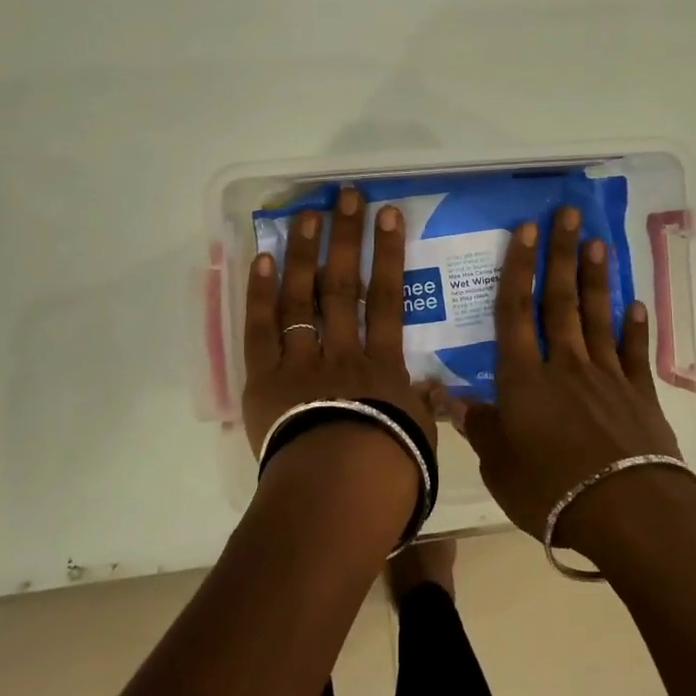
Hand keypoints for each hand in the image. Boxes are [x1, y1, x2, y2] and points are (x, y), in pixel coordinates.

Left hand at [241, 186, 436, 460]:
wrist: (338, 497)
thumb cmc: (388, 473)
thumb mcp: (420, 438)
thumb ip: (423, 407)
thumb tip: (434, 389)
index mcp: (382, 366)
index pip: (387, 298)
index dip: (388, 254)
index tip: (388, 215)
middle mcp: (342, 352)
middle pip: (342, 287)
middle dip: (346, 239)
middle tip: (345, 197)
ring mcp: (301, 363)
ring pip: (302, 299)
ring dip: (304, 254)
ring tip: (306, 215)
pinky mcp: (266, 380)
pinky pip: (261, 330)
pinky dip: (261, 294)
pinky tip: (264, 259)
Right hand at [454, 206, 683, 544]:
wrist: (628, 514)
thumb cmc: (552, 491)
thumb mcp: (500, 467)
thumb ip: (478, 427)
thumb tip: (445, 397)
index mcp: (524, 379)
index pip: (515, 312)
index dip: (517, 268)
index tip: (524, 229)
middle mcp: (564, 365)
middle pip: (560, 301)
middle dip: (561, 254)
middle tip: (568, 214)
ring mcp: (606, 376)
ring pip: (596, 317)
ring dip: (595, 278)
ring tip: (598, 242)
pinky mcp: (639, 395)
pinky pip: (634, 353)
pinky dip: (634, 328)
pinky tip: (635, 305)